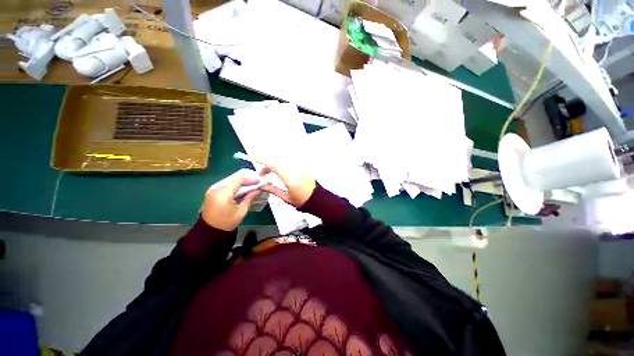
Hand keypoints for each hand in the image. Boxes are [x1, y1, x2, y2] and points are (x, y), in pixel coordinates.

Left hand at [201, 177, 260, 230]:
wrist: (210, 231)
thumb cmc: (227, 222)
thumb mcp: (241, 211)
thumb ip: (249, 198)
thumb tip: (257, 190)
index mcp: (223, 194)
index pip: (238, 181)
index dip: (249, 180)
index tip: (258, 181)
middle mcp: (216, 189)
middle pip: (233, 180)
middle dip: (245, 181)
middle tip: (255, 183)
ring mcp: (212, 191)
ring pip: (229, 182)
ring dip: (239, 184)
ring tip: (250, 186)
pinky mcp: (211, 194)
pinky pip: (224, 186)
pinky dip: (233, 187)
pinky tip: (240, 190)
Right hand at [259, 162, 315, 207]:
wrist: (318, 199)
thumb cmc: (303, 201)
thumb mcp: (286, 198)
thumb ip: (273, 190)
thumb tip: (261, 186)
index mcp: (290, 178)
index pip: (274, 164)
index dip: (262, 158)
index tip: (252, 156)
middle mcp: (294, 170)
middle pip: (277, 161)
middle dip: (266, 164)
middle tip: (261, 173)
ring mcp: (299, 168)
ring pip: (282, 161)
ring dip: (273, 164)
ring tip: (268, 173)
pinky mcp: (301, 168)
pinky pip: (288, 163)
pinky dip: (280, 165)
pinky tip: (277, 172)